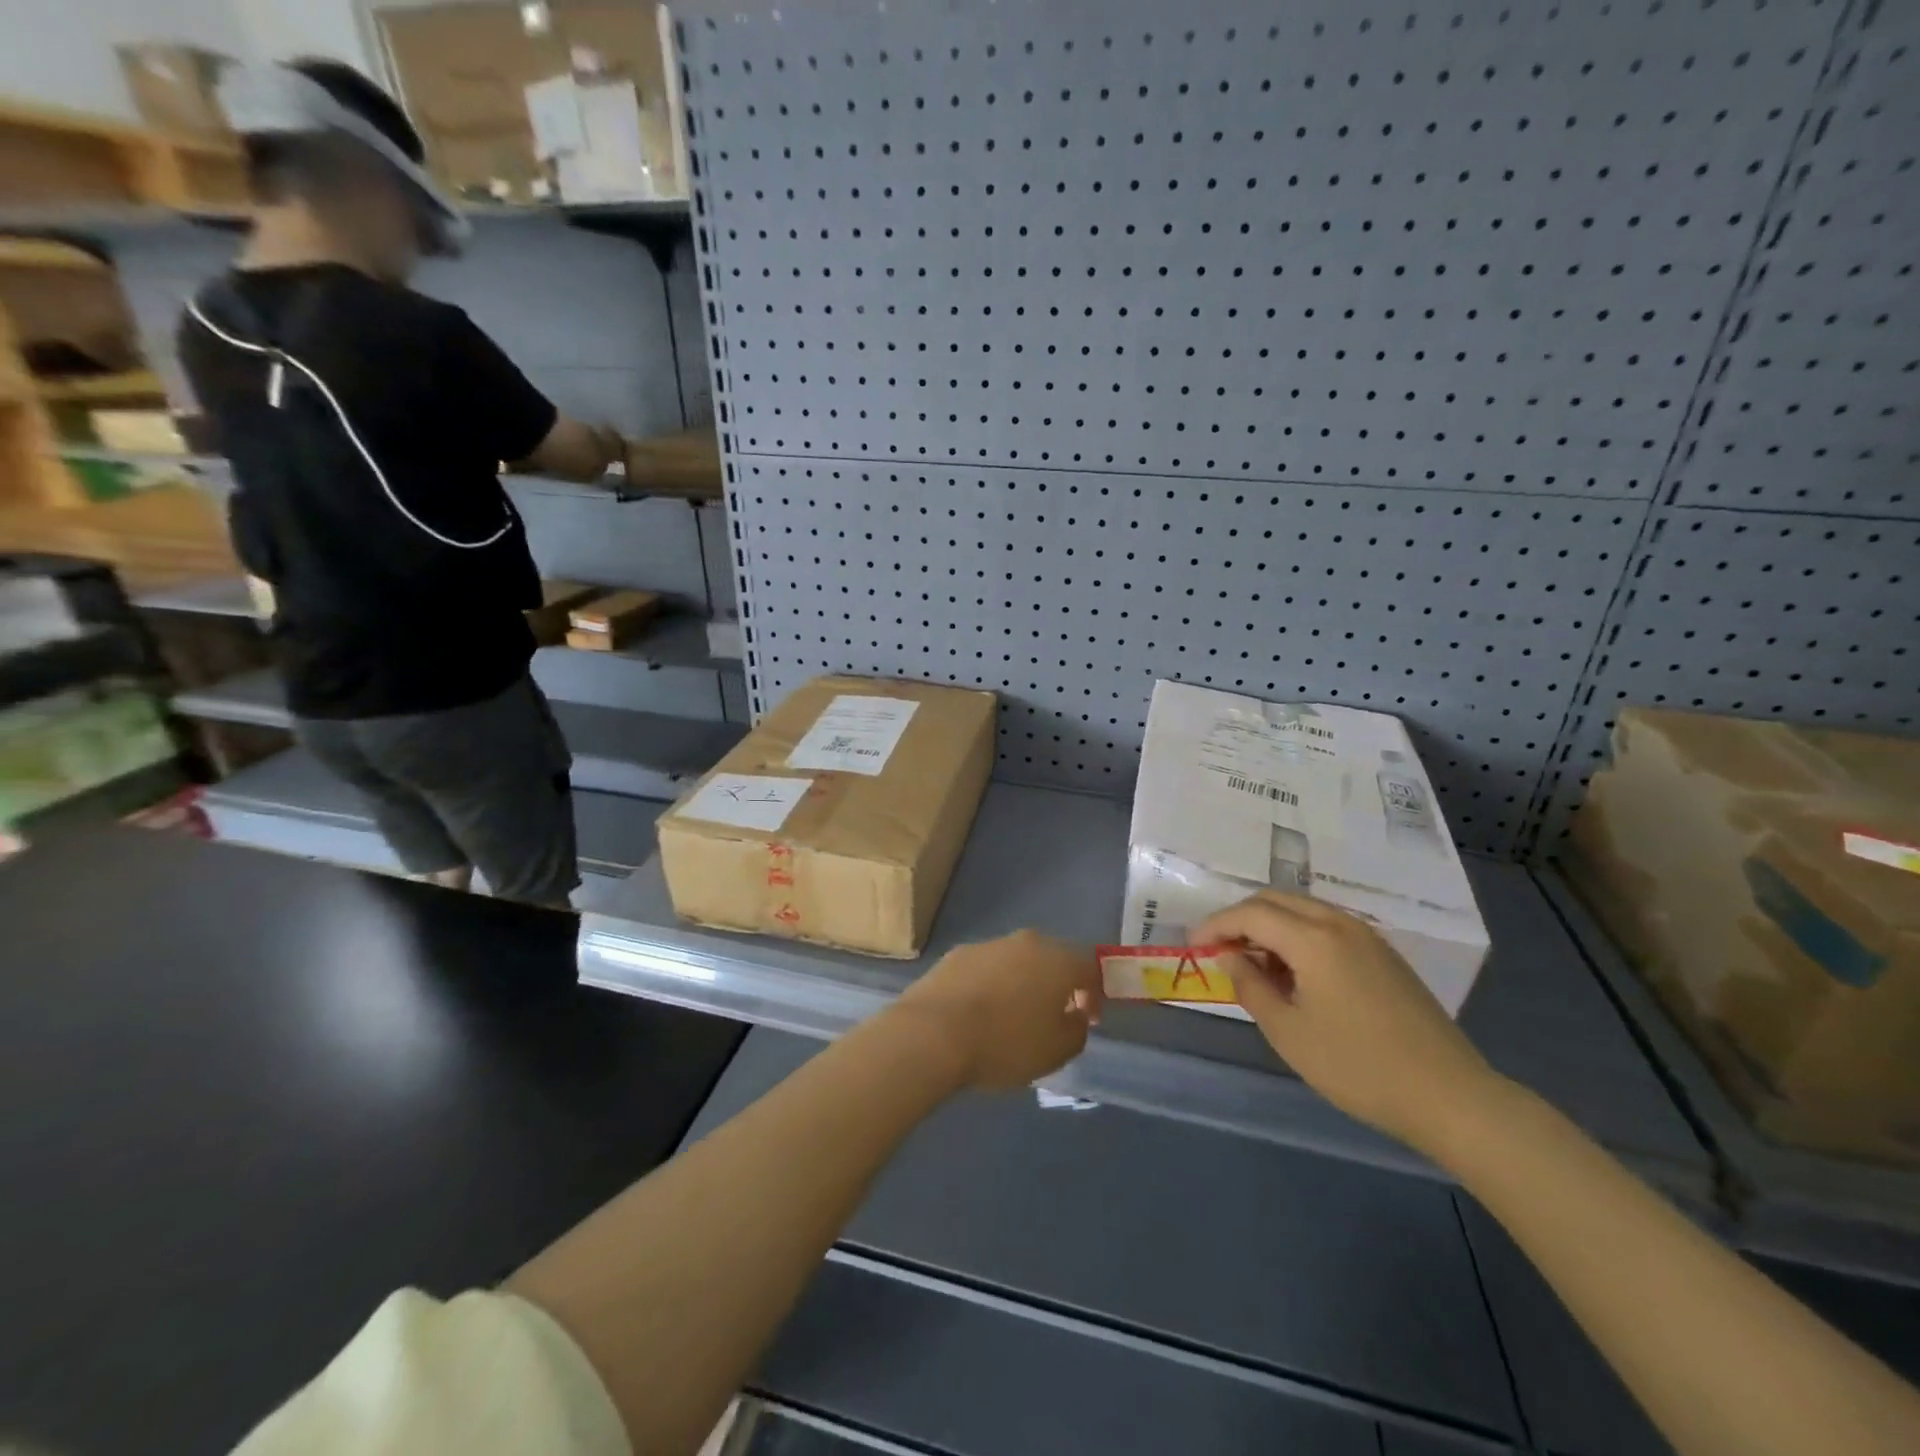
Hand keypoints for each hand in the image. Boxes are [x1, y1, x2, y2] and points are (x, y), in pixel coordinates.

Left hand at [896, 931, 1101, 1090]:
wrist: (934, 1032)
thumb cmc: (1005, 1043)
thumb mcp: (1056, 1052)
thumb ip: (1077, 1031)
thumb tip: (1077, 1015)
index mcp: (1058, 960)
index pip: (1090, 967)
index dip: (1095, 993)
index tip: (1088, 1019)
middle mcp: (1027, 942)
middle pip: (1053, 957)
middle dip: (1058, 984)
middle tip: (1053, 1015)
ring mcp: (989, 944)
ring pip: (1018, 960)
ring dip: (1023, 982)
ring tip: (1013, 1016)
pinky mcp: (957, 953)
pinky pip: (987, 967)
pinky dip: (991, 984)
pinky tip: (980, 1011)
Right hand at [1198, 892, 1508, 1154]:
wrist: (1450, 1096)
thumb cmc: (1358, 1067)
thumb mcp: (1288, 1032)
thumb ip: (1250, 986)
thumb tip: (1231, 956)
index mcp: (1313, 939)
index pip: (1250, 913)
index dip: (1215, 925)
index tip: (1193, 946)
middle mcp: (1339, 924)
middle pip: (1275, 900)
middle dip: (1240, 918)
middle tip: (1219, 949)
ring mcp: (1367, 936)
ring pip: (1303, 909)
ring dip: (1270, 925)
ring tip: (1253, 963)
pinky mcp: (1384, 954)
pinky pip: (1327, 926)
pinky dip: (1298, 935)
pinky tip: (1294, 972)